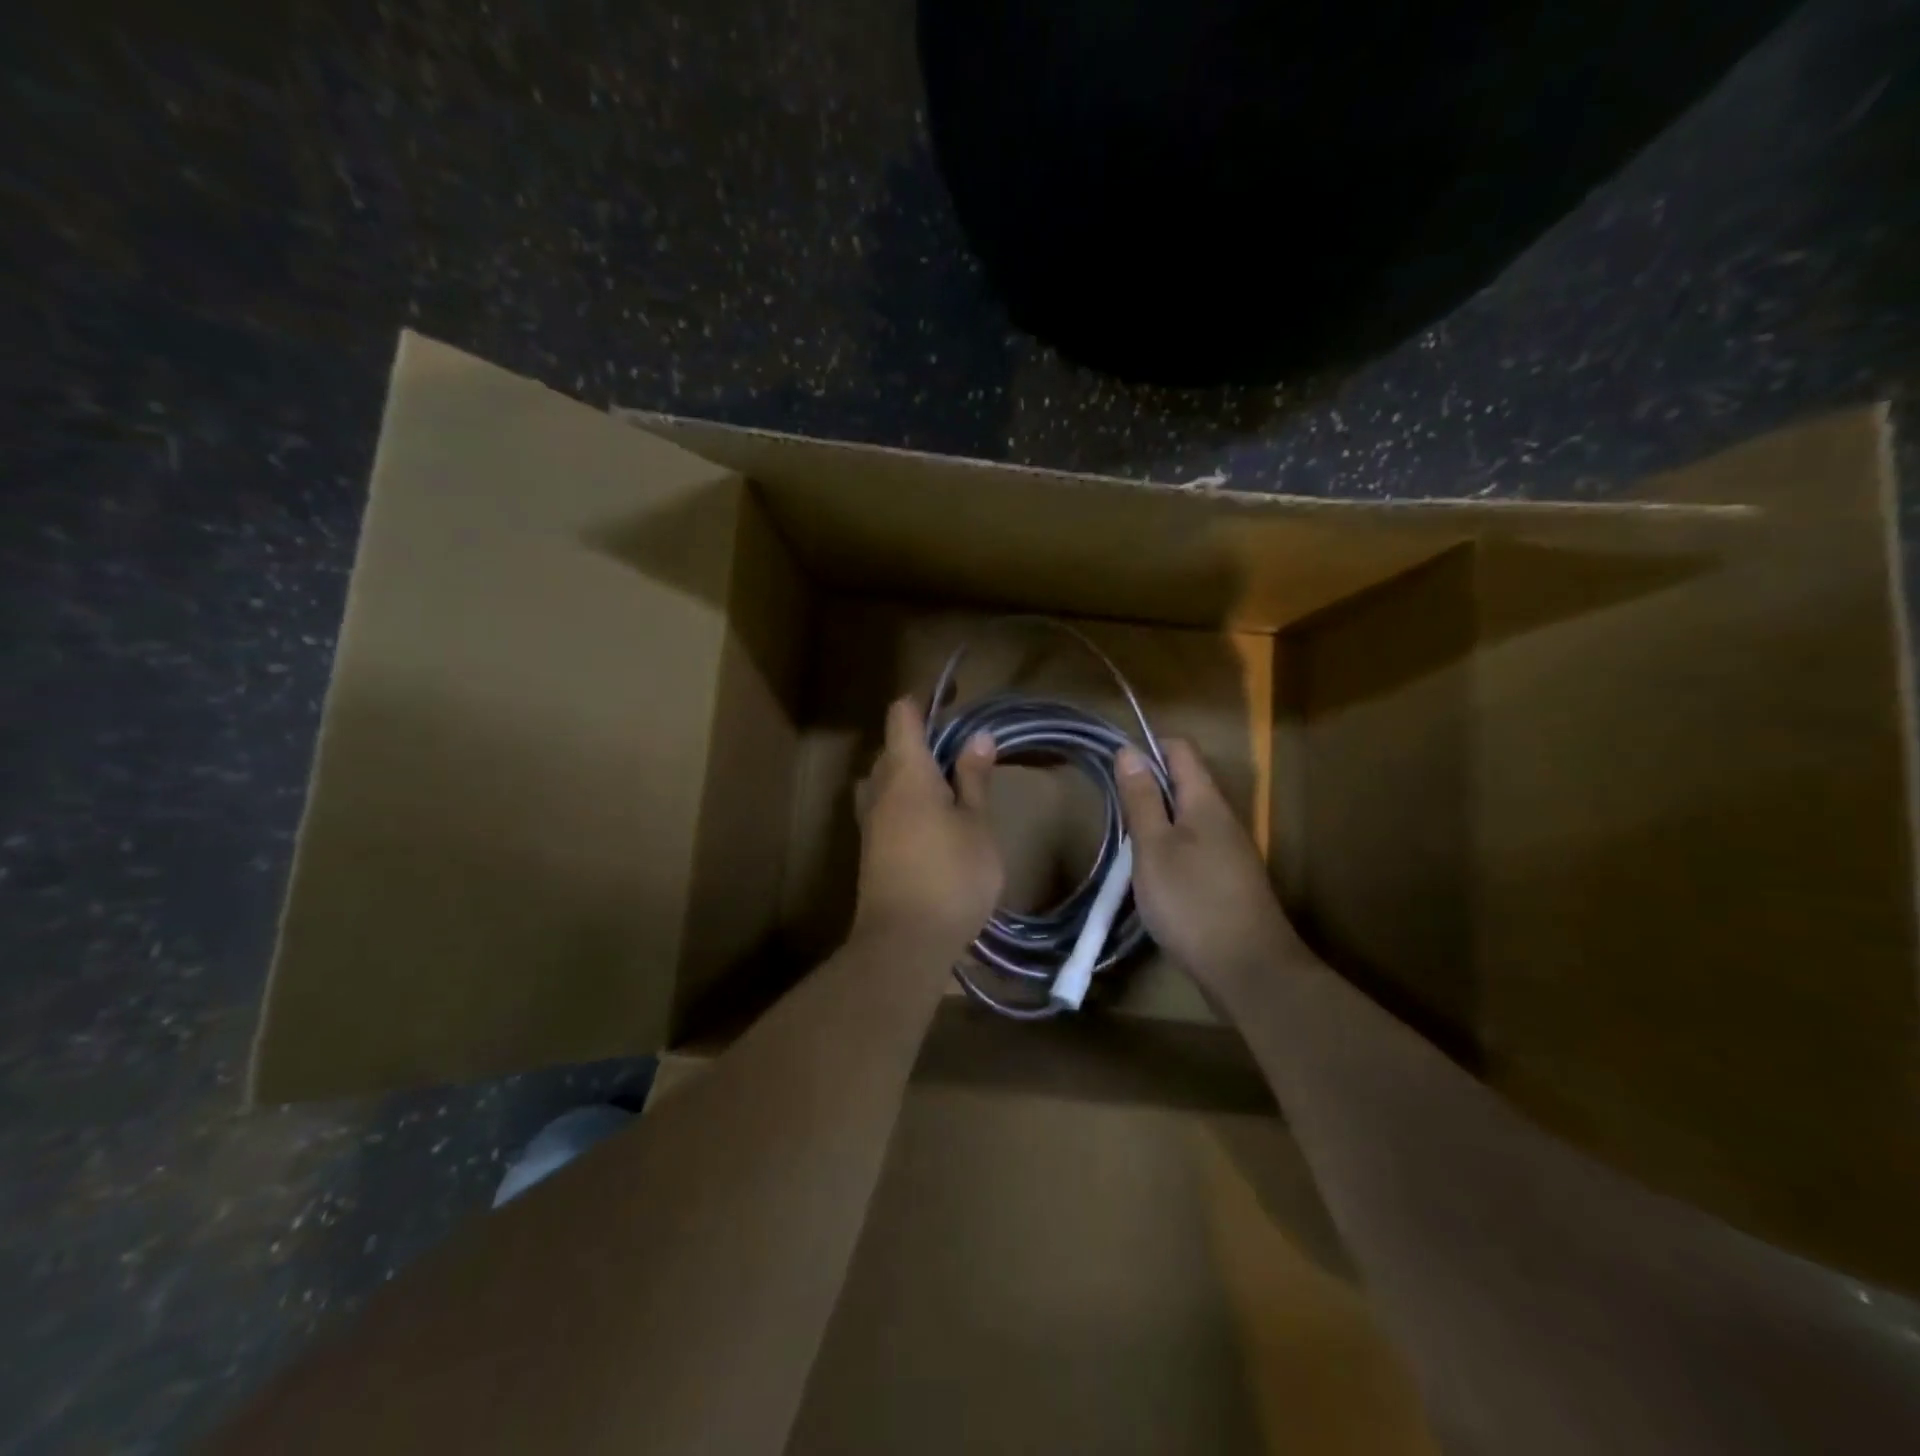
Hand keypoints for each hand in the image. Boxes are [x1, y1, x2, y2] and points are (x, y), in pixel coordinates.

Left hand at [852, 697, 1003, 953]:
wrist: (904, 943)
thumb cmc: (951, 877)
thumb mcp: (977, 825)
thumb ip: (973, 779)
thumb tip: (977, 737)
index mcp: (906, 772)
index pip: (903, 715)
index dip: (925, 701)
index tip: (954, 700)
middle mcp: (879, 788)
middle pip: (893, 746)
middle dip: (924, 740)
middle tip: (963, 753)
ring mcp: (869, 820)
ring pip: (885, 778)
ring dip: (912, 773)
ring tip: (948, 788)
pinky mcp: (870, 849)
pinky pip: (884, 806)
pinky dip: (905, 800)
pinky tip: (933, 822)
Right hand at [1116, 739, 1299, 995]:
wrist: (1249, 970)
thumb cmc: (1192, 902)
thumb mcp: (1154, 848)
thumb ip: (1141, 800)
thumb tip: (1130, 750)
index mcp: (1205, 802)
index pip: (1180, 750)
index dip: (1148, 747)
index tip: (1114, 765)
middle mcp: (1223, 819)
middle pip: (1185, 782)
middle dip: (1148, 787)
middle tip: (1114, 809)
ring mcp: (1230, 851)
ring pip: (1188, 817)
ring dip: (1157, 821)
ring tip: (1127, 844)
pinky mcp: (1229, 880)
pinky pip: (1195, 847)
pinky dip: (1170, 849)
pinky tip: (1153, 876)